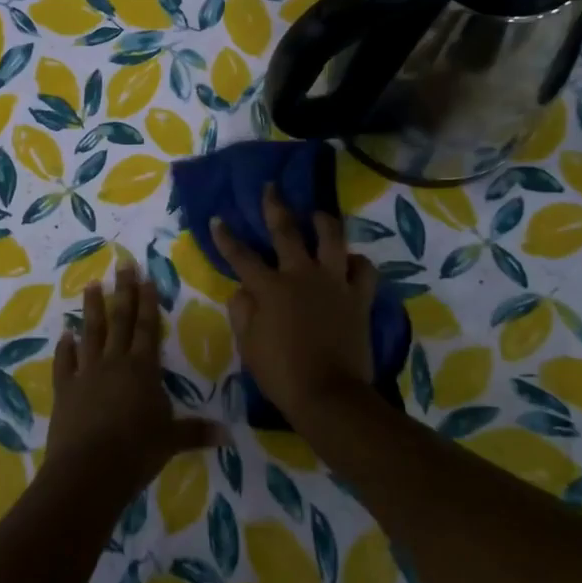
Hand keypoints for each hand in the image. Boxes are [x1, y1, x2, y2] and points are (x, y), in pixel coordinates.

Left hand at [46, 260, 224, 490]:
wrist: (89, 470)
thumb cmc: (136, 452)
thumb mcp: (171, 441)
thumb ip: (196, 432)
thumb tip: (228, 435)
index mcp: (142, 369)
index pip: (148, 328)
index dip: (148, 302)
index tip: (146, 277)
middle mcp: (114, 362)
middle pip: (120, 320)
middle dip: (123, 292)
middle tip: (122, 265)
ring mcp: (86, 373)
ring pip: (90, 333)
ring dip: (92, 309)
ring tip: (92, 285)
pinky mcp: (65, 389)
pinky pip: (65, 362)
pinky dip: (64, 348)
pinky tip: (64, 335)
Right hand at [211, 184, 381, 426]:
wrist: (329, 395)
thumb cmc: (281, 372)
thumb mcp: (248, 344)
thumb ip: (242, 311)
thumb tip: (243, 290)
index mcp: (270, 287)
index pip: (241, 256)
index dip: (227, 237)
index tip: (218, 219)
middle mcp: (301, 275)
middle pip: (287, 231)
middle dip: (275, 206)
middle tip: (271, 187)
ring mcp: (334, 283)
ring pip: (332, 239)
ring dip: (323, 221)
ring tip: (317, 214)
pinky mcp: (358, 297)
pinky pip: (364, 270)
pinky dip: (357, 262)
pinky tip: (350, 261)